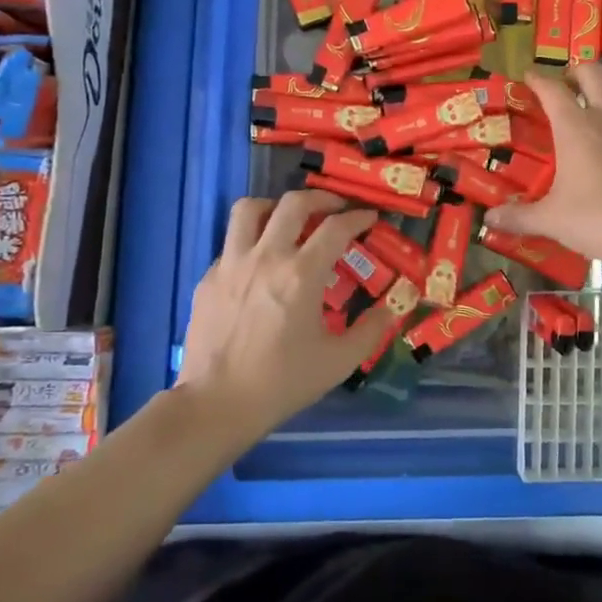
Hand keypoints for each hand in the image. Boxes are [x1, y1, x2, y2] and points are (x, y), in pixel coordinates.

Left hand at [175, 192, 399, 442]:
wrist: (217, 404)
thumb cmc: (282, 382)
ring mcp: (231, 264)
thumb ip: (370, 329)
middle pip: (293, 203)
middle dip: (321, 198)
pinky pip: (231, 243)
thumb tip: (392, 307)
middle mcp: (266, 257)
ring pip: (249, 209)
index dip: (358, 217)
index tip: (370, 218)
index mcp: (301, 274)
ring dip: (275, 207)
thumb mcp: (338, 361)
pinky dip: (251, 241)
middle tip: (335, 209)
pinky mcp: (208, 278)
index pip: (336, 228)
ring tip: (288, 220)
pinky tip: (260, 264)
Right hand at [483, 64, 601, 268]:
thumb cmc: (597, 219)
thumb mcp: (551, 220)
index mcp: (576, 128)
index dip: (538, 79)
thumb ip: (519, 217)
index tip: (527, 75)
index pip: (553, 90)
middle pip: (595, 75)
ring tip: (601, 106)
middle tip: (565, 82)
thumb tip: (490, 219)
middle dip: (577, 71)